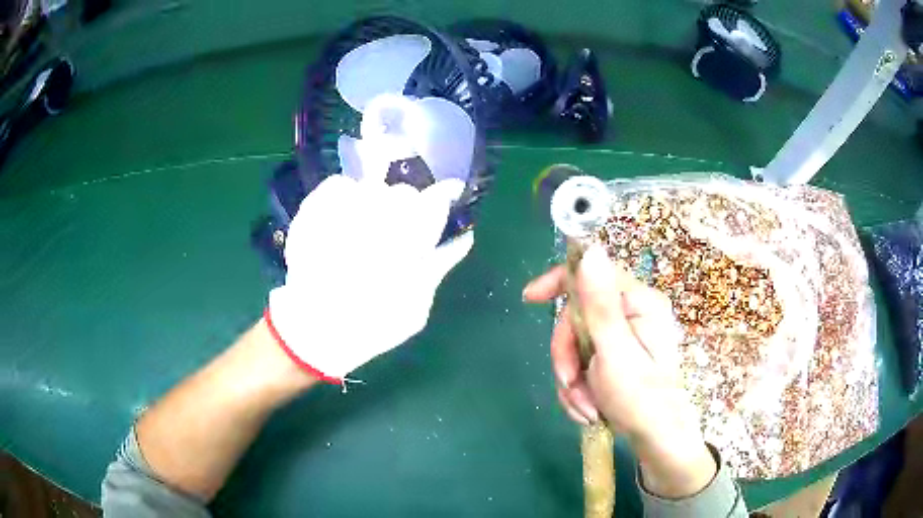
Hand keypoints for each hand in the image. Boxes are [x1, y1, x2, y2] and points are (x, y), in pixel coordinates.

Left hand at [267, 175, 472, 382]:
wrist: (315, 329)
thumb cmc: (372, 325)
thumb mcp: (417, 305)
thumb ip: (439, 265)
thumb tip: (464, 238)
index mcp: (408, 238)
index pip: (435, 200)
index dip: (444, 196)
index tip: (449, 194)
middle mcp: (376, 214)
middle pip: (403, 192)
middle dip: (407, 209)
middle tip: (398, 233)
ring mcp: (341, 209)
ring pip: (371, 187)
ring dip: (375, 204)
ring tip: (366, 231)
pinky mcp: (314, 208)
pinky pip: (337, 186)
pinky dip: (345, 196)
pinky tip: (343, 219)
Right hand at [523, 245, 715, 497]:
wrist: (654, 440)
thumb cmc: (641, 399)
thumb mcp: (615, 353)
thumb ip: (600, 304)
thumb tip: (590, 250)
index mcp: (640, 303)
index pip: (592, 273)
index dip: (558, 282)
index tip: (529, 299)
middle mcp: (633, 313)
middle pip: (578, 317)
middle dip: (567, 356)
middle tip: (569, 385)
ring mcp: (623, 336)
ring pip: (575, 344)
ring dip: (571, 379)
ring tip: (585, 408)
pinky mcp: (614, 356)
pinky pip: (581, 362)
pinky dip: (577, 387)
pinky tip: (587, 409)